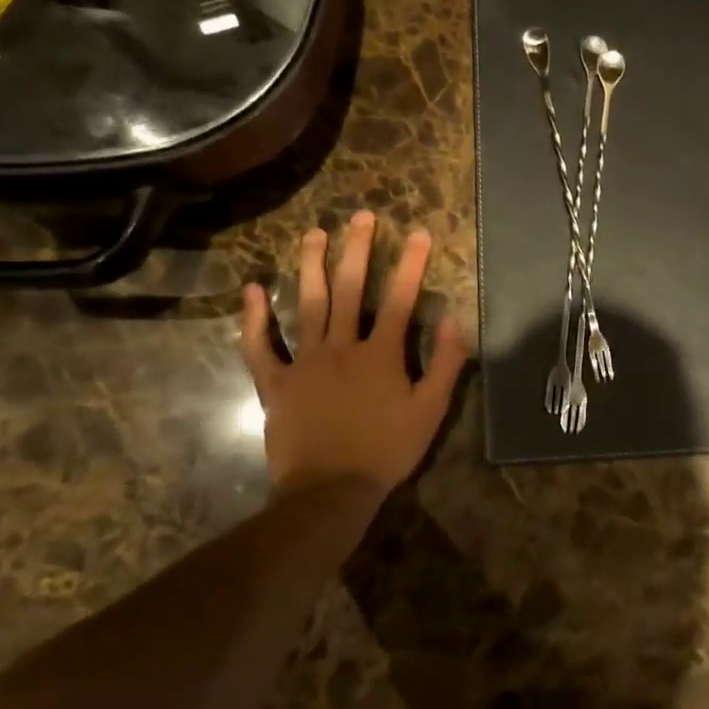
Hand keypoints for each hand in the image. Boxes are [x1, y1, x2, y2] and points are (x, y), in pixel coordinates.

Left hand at [238, 211, 466, 498]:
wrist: (329, 492)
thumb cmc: (386, 451)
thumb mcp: (430, 412)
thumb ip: (445, 364)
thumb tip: (455, 320)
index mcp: (381, 354)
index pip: (400, 299)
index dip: (411, 264)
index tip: (418, 232)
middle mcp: (342, 347)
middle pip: (350, 290)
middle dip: (358, 250)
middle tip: (360, 216)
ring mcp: (305, 362)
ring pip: (308, 305)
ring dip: (311, 267)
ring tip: (314, 234)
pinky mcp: (276, 383)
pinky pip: (261, 347)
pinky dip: (254, 319)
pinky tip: (252, 290)